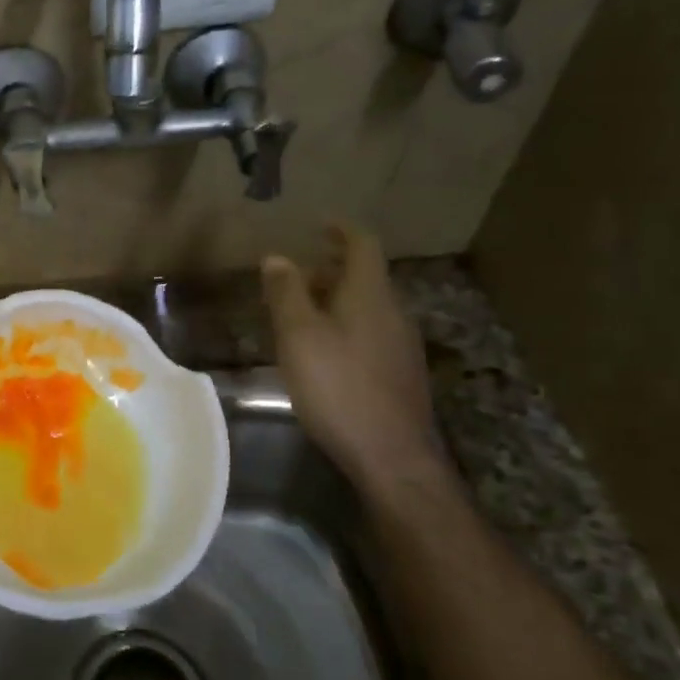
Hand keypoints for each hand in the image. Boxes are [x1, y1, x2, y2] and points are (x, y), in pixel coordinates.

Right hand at [263, 223, 444, 489]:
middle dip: (331, 268)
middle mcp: (393, 313)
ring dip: (337, 298)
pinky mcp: (400, 374)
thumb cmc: (338, 387)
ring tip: (301, 310)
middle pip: (366, 276)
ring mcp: (402, 345)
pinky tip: (323, 349)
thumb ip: (287, 294)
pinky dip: (345, 324)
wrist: (391, 456)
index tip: (318, 224)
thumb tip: (277, 257)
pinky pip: (371, 332)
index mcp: (370, 296)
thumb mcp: (299, 336)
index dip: (341, 230)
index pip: (362, 245)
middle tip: (297, 272)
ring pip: (368, 306)